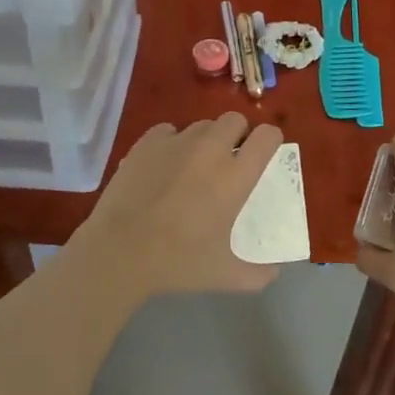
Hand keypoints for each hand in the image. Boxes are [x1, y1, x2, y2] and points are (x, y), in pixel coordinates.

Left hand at [75, 114, 282, 299]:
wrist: (120, 250)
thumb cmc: (178, 261)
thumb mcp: (224, 275)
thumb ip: (257, 275)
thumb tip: (275, 273)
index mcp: (236, 176)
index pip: (267, 136)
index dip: (269, 140)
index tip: (263, 155)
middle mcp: (211, 149)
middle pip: (235, 119)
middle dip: (237, 134)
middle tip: (228, 160)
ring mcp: (177, 141)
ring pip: (202, 125)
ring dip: (205, 139)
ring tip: (193, 166)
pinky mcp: (148, 142)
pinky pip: (169, 130)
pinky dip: (172, 142)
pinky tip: (163, 165)